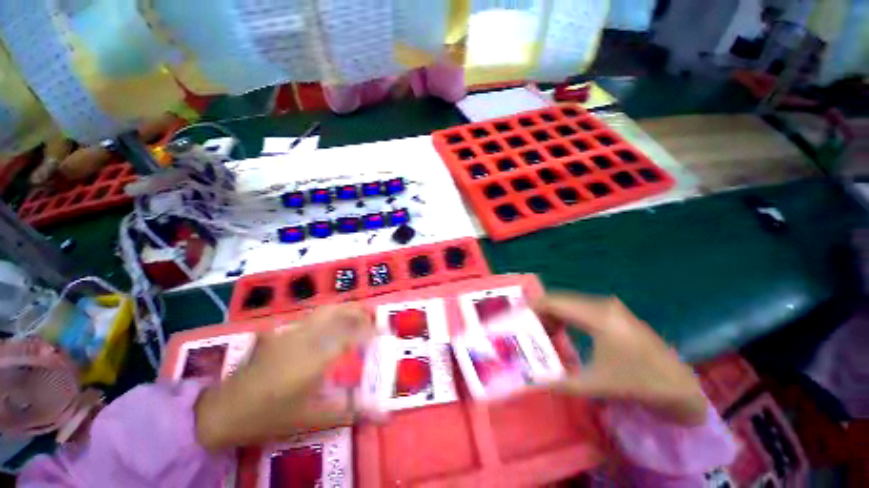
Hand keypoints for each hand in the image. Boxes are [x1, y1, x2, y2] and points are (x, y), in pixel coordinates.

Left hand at [195, 305, 373, 449]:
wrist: (223, 410)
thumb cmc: (269, 416)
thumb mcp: (311, 418)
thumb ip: (347, 412)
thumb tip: (380, 414)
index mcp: (314, 358)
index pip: (350, 336)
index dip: (369, 332)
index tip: (383, 334)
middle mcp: (305, 338)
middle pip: (336, 311)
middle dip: (358, 311)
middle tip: (372, 318)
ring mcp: (291, 332)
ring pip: (324, 310)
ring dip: (345, 310)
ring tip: (357, 317)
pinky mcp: (281, 333)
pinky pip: (312, 317)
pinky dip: (329, 316)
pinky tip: (331, 328)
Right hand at [534, 294, 707, 426]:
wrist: (679, 386)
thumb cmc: (638, 383)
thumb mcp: (596, 385)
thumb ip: (560, 382)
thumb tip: (533, 382)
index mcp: (598, 317)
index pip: (555, 302)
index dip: (534, 307)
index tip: (518, 318)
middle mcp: (602, 304)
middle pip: (560, 299)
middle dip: (541, 312)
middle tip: (528, 329)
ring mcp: (610, 306)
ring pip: (570, 302)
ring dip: (553, 314)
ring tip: (543, 333)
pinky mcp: (614, 312)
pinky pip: (581, 307)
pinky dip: (566, 316)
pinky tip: (562, 331)